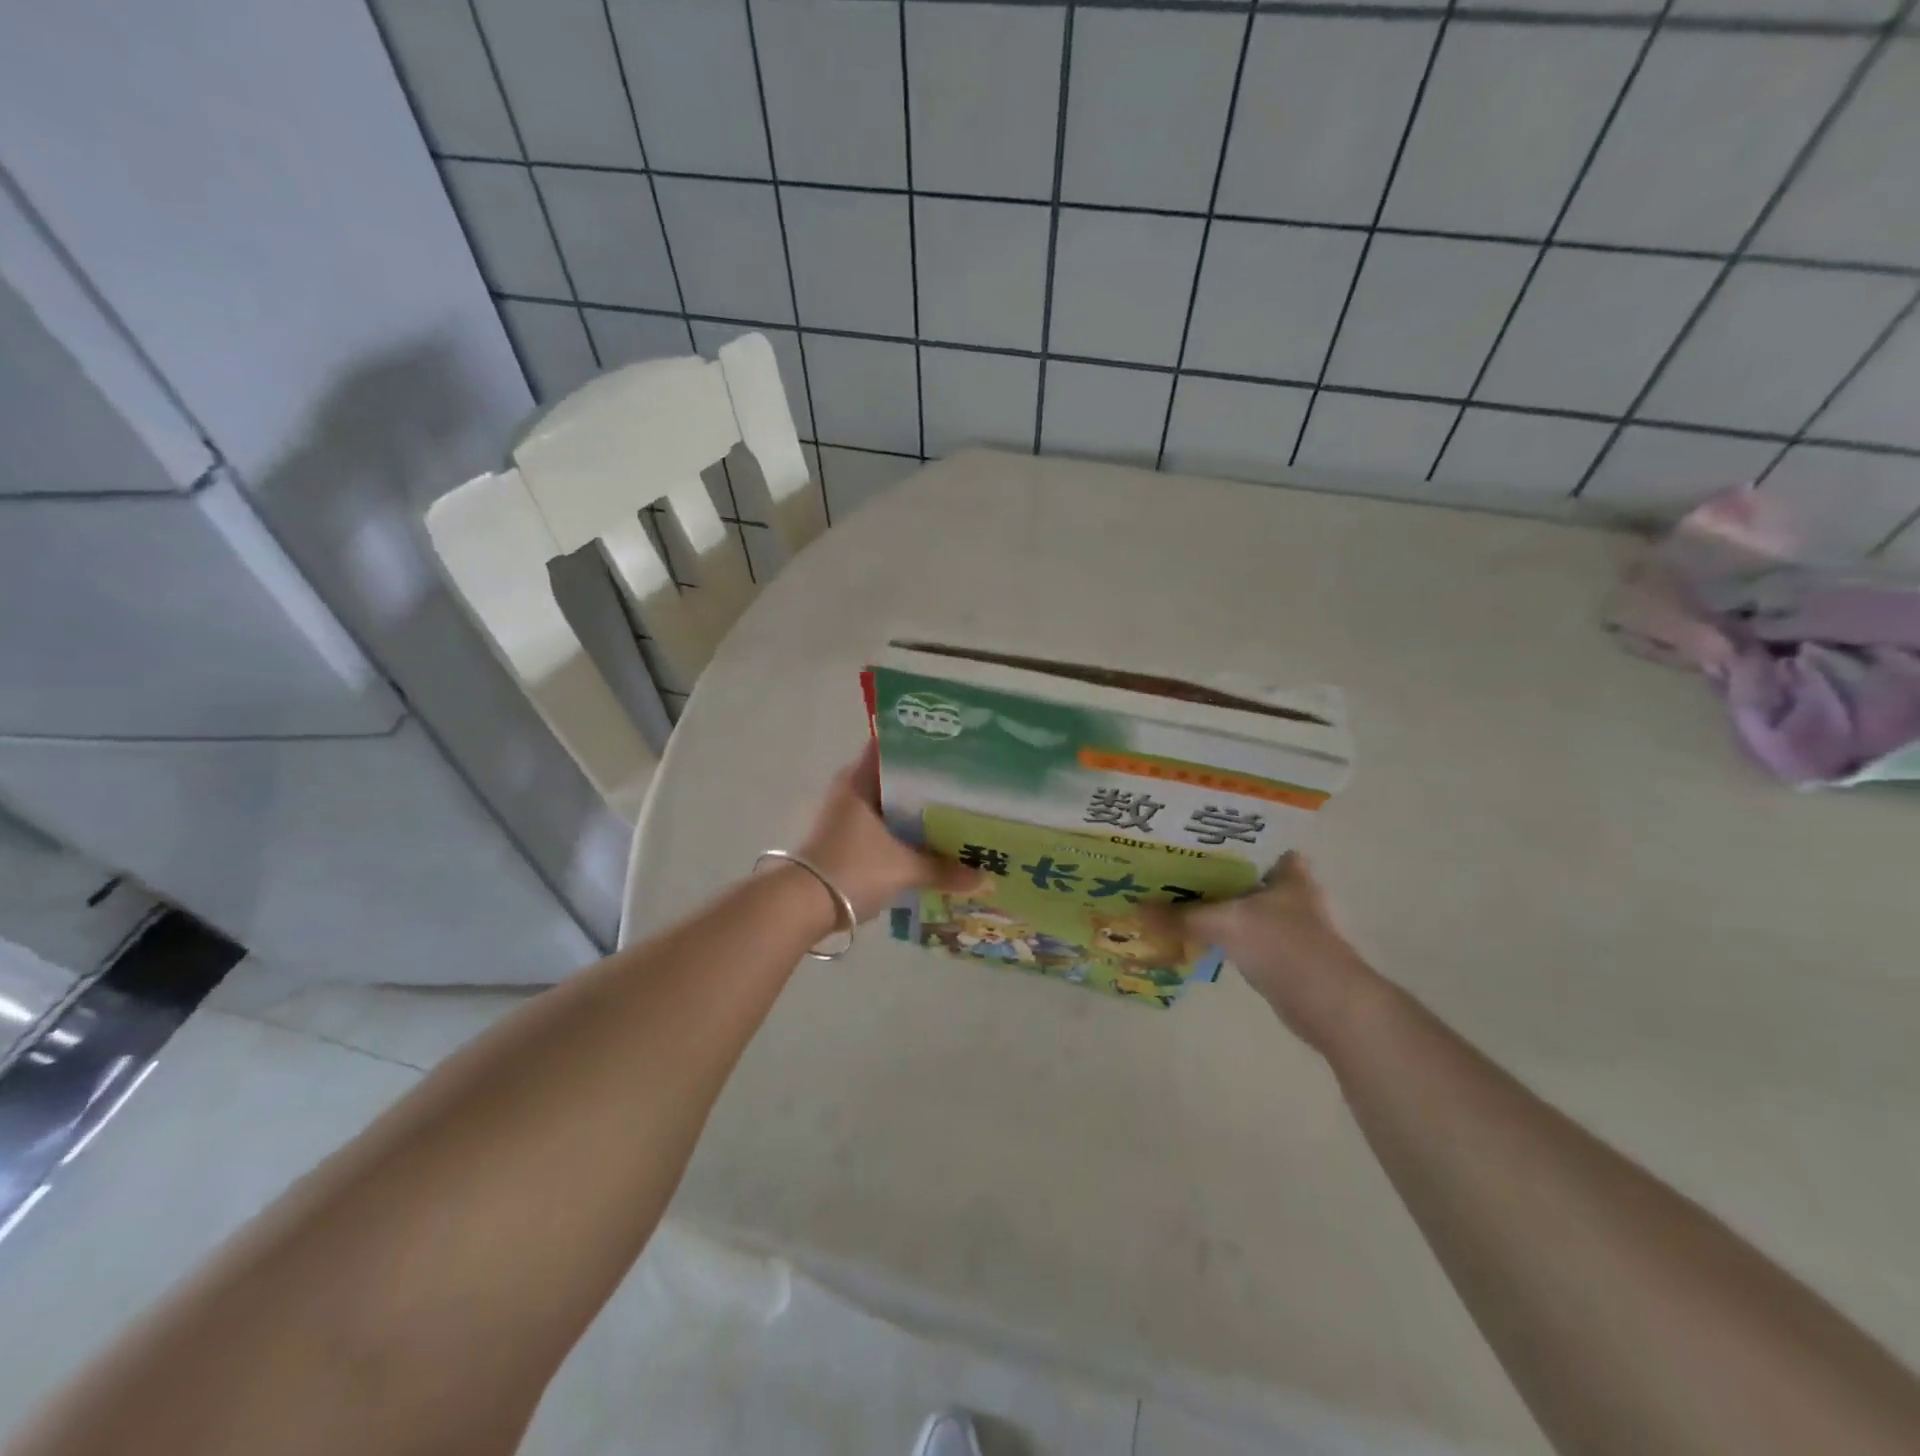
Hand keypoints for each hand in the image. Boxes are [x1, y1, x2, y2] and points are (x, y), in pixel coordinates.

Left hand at [797, 743, 982, 921]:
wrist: (802, 906)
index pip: (894, 747)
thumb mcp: (904, 869)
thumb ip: (944, 869)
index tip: (957, 750)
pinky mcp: (847, 839)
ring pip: (892, 805)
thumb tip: (984, 878)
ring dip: (918, 811)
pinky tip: (934, 841)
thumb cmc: (852, 869)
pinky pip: (884, 827)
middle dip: (930, 784)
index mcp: (859, 779)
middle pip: (898, 778)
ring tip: (958, 812)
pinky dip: (906, 832)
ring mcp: (847, 815)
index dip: (925, 746)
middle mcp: (851, 789)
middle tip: (968, 785)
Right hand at [1146, 853, 1382, 1052]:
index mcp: (1286, 867)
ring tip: (1162, 892)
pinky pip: (1234, 929)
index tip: (1178, 834)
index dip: (1213, 834)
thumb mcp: (1226, 924)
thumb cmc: (1285, 947)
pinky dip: (1213, 929)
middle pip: (1234, 871)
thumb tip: (1135, 910)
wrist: (1329, 1005)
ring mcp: (1282, 919)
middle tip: (1160, 863)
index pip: (1245, 838)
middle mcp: (1286, 887)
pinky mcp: (1275, 948)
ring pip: (1233, 901)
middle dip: (1200, 869)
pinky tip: (1183, 927)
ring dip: (1205, 901)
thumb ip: (1181, 916)